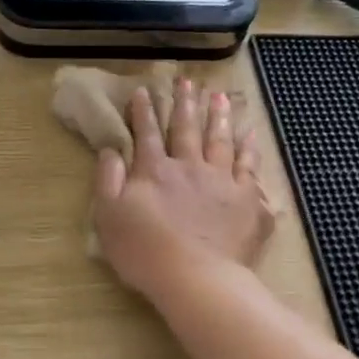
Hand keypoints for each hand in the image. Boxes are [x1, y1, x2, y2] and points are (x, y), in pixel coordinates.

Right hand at [91, 76, 273, 299]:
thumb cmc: (144, 252)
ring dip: (218, 116)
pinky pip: (250, 166)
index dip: (143, 111)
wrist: (196, 277)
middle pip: (187, 128)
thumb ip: (107, 180)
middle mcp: (189, 166)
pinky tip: (250, 134)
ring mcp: (222, 181)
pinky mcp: (247, 199)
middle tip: (188, 81)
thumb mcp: (108, 217)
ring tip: (220, 96)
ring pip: (220, 140)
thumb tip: (110, 150)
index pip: (147, 133)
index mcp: (154, 170)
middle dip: (185, 103)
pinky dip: (250, 147)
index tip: (144, 90)